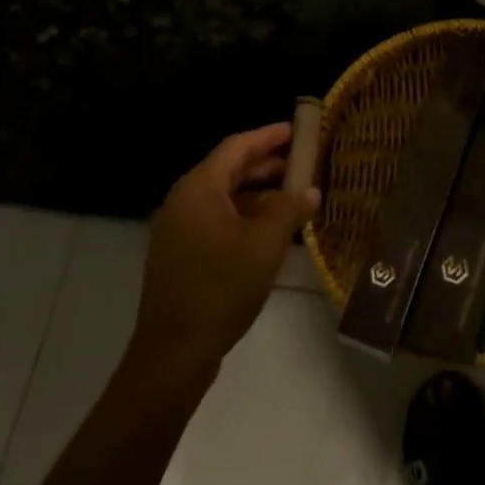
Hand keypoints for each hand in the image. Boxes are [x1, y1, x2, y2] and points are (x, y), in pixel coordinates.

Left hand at [128, 124, 319, 378]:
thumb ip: (290, 210)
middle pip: (230, 170)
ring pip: (226, 198)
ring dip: (260, 195)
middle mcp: (184, 201)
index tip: (297, 130)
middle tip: (304, 164)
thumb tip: (310, 190)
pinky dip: (246, 217)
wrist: (174, 354)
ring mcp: (179, 230)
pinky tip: (273, 231)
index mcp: (199, 188)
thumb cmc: (221, 287)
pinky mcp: (182, 255)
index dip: (268, 136)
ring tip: (296, 198)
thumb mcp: (265, 244)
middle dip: (268, 166)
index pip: (237, 146)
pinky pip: (218, 221)